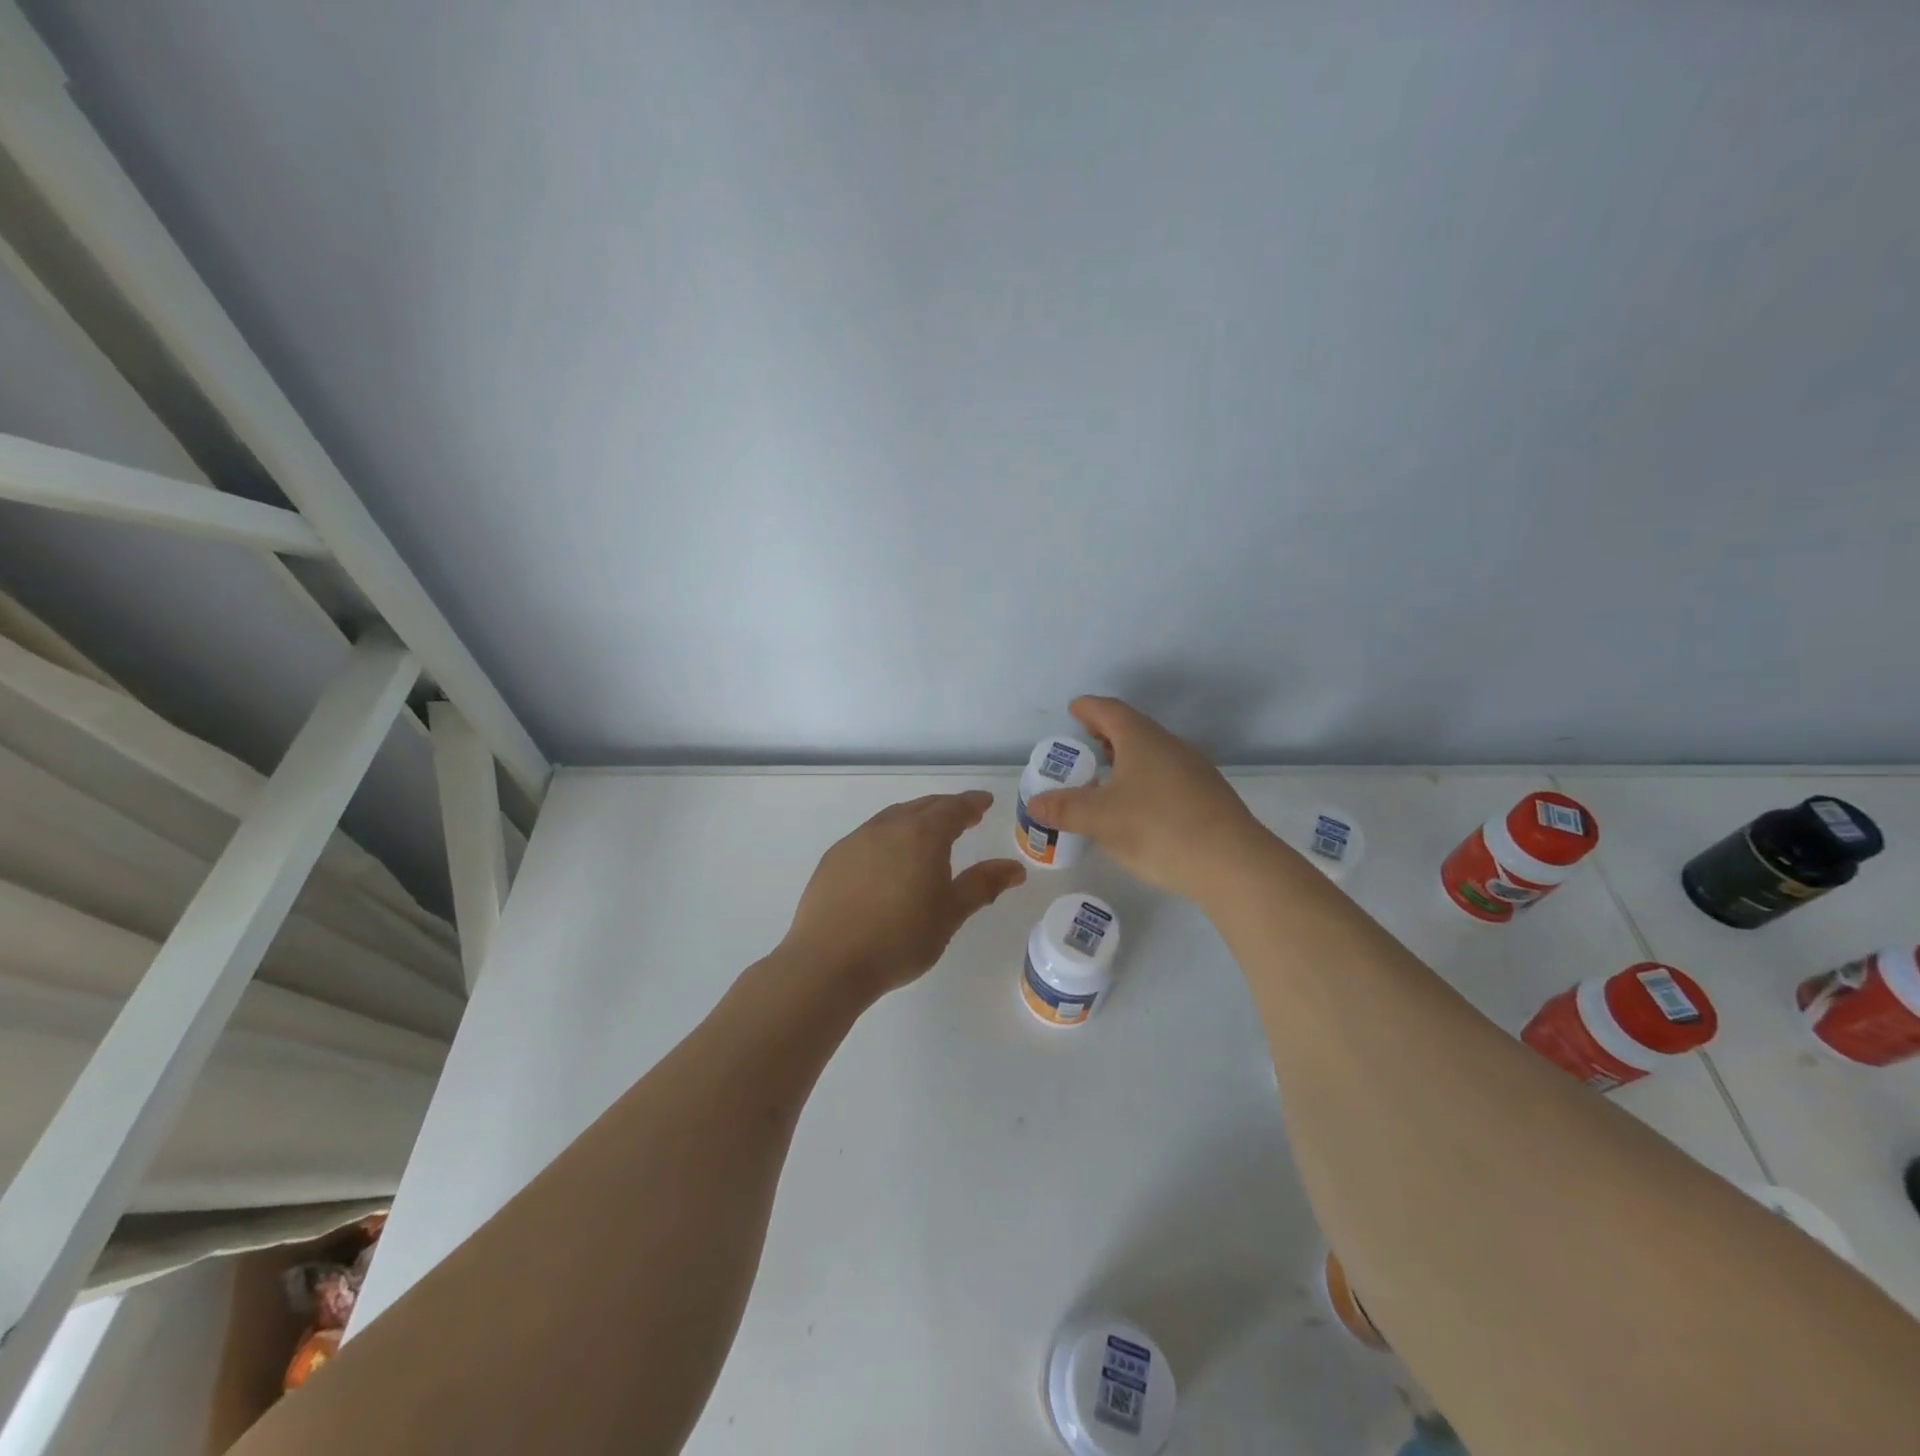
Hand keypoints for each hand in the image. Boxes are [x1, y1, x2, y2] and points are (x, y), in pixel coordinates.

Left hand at [783, 791, 1026, 996]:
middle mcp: (888, 827)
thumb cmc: (901, 938)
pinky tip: (888, 857)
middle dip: (946, 808)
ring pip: (893, 817)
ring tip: (927, 833)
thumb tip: (1015, 868)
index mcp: (922, 835)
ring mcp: (856, 840)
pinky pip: (869, 835)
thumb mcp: (950, 914)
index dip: (972, 803)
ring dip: (915, 818)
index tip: (985, 802)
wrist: (829, 962)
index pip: (954, 808)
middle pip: (923, 807)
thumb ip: (983, 885)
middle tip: (964, 816)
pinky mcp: (834, 858)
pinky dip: (888, 836)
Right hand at [1025, 696, 1270, 902]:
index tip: (1074, 708)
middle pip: (1135, 729)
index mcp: (1142, 740)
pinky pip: (1169, 776)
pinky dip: (1146, 780)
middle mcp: (1171, 746)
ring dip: (1129, 758)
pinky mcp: (1209, 797)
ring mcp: (1195, 771)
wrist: (1232, 863)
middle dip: (1108, 733)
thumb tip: (1034, 802)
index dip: (1089, 708)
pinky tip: (1140, 807)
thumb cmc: (1158, 828)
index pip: (1110, 711)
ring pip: (1154, 754)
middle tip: (1087, 742)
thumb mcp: (1100, 819)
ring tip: (1109, 776)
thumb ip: (1064, 809)